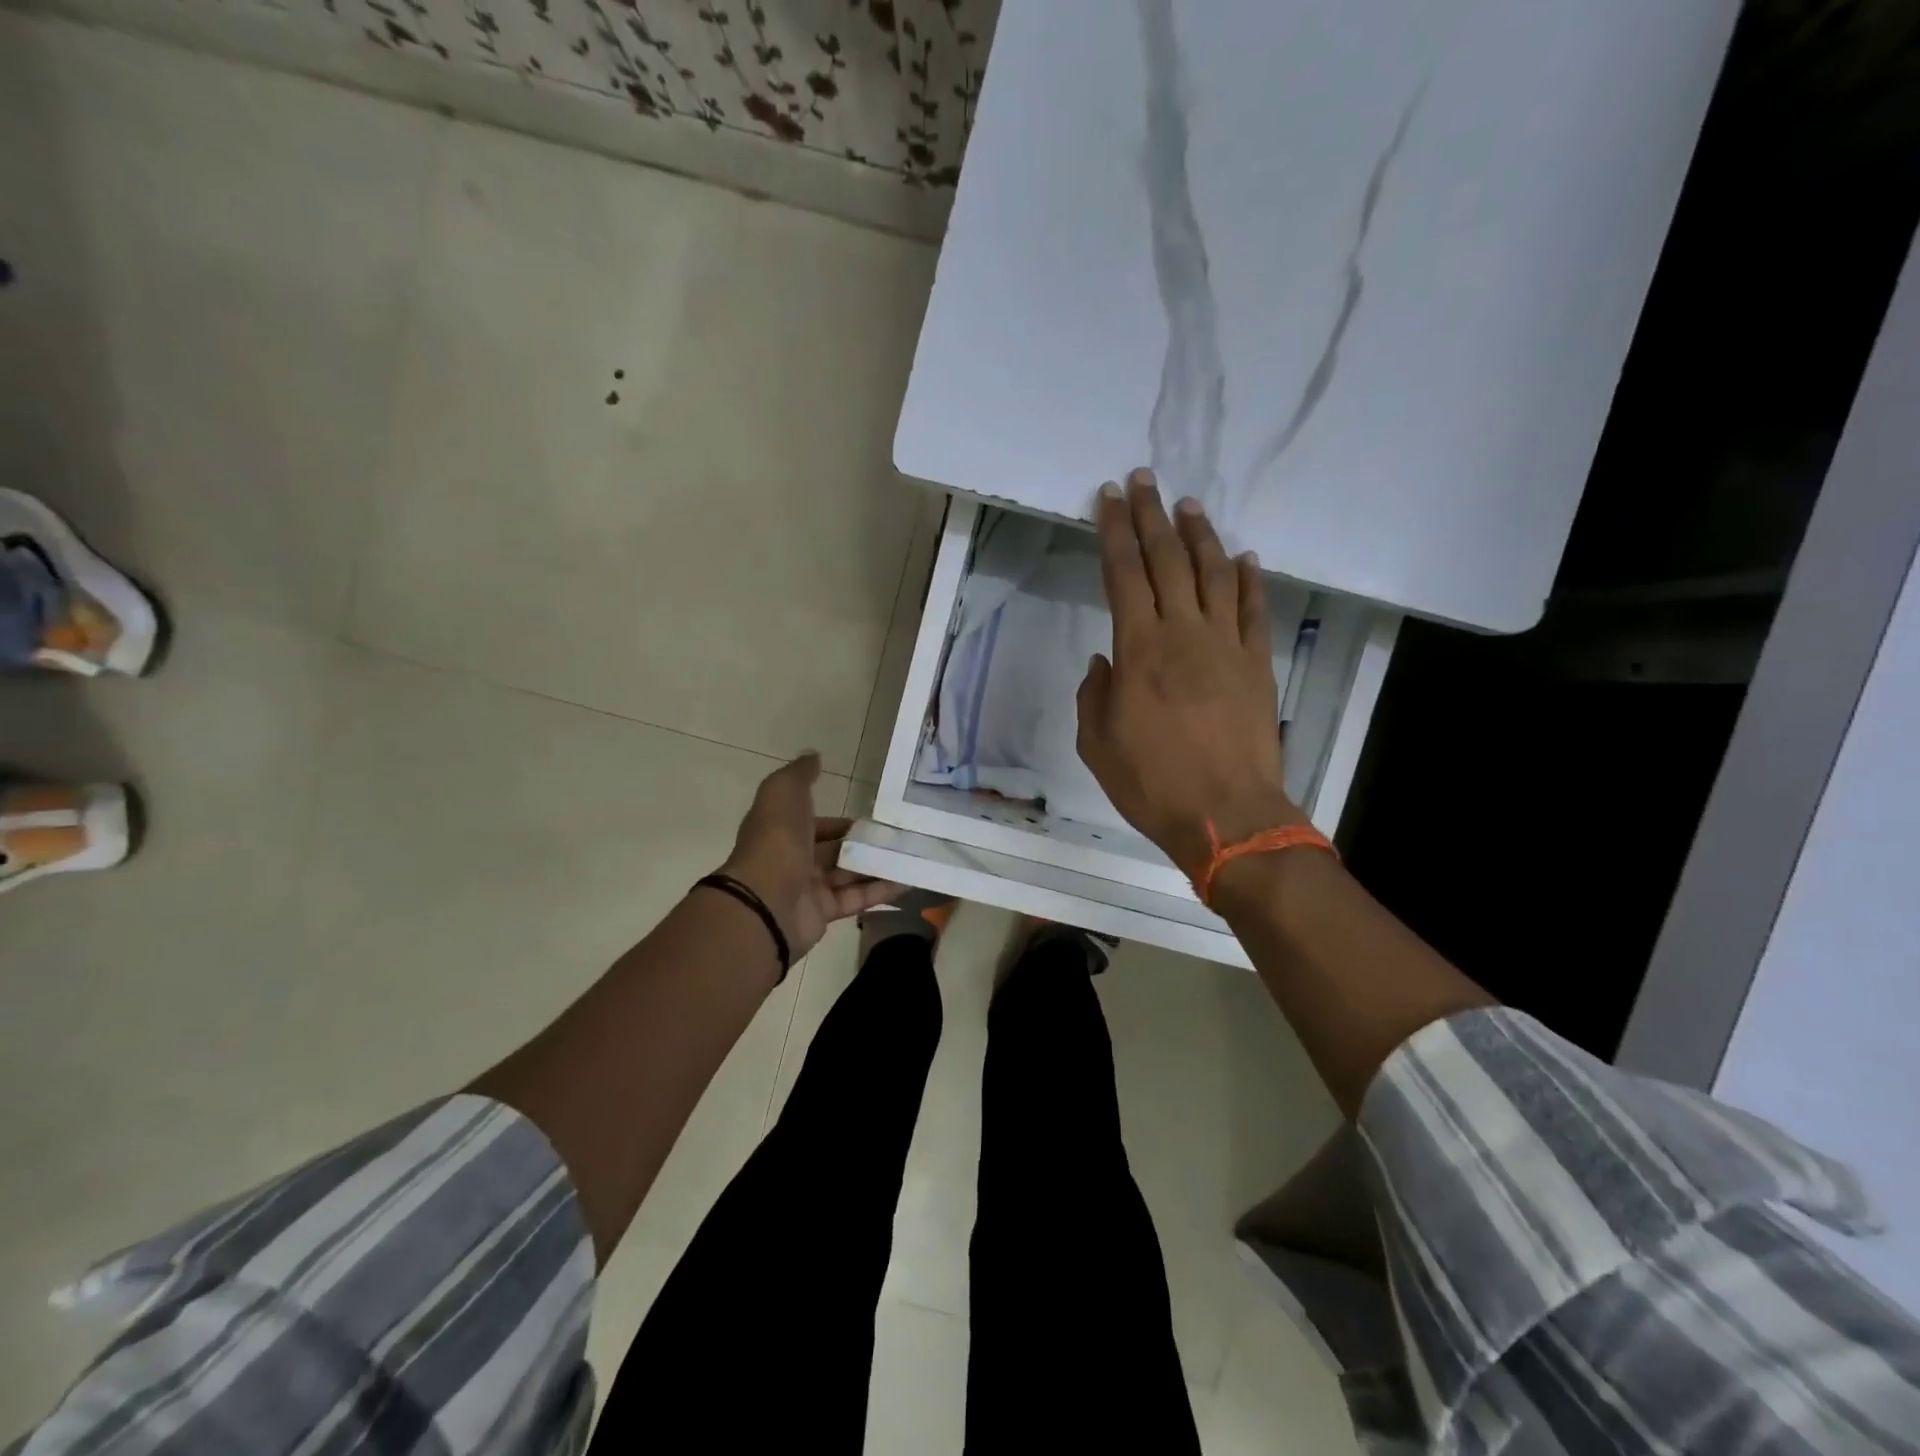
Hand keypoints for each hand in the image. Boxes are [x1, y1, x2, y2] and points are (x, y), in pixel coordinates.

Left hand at [720, 752, 902, 958]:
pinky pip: (857, 899)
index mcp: (783, 831)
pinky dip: (882, 890)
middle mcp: (795, 859)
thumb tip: (813, 755)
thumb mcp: (784, 792)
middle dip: (863, 845)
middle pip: (835, 851)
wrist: (765, 901)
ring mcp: (809, 889)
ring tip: (912, 855)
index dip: (840, 822)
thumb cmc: (776, 840)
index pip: (816, 825)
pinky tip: (909, 880)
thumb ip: (800, 774)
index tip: (870, 819)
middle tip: (898, 837)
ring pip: (849, 874)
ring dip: (878, 866)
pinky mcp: (824, 913)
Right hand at [1076, 469, 1308, 880]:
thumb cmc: (1152, 783)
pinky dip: (1249, 579)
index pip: (1123, 574)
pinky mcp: (1257, 664)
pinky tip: (1245, 557)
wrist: (1228, 815)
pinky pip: (1254, 610)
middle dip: (1152, 516)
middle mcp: (1184, 633)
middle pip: (1167, 560)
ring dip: (1200, 536)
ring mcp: (1226, 645)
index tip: (1108, 497)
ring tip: (1189, 506)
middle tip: (1144, 480)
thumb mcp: (1097, 744)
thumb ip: (1094, 696)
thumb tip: (1104, 663)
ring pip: (1214, 574)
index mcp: (1139, 649)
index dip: (1114, 531)